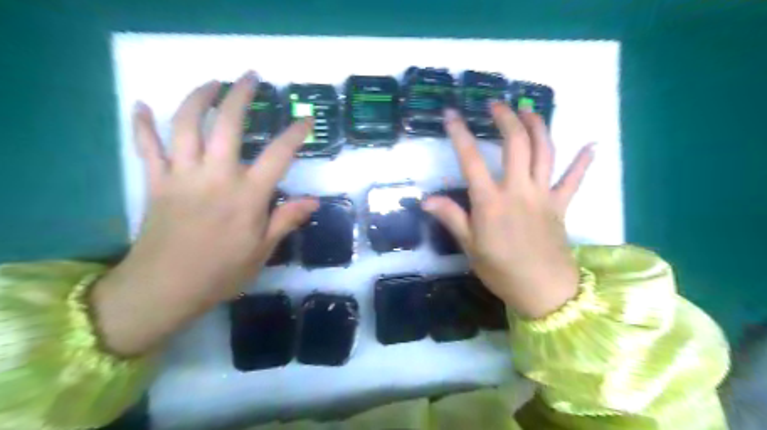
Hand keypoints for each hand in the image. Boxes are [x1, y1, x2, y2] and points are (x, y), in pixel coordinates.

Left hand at [91, 72, 317, 354]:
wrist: (165, 289)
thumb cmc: (221, 272)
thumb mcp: (263, 251)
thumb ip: (286, 220)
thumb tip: (313, 201)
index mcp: (247, 196)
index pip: (277, 155)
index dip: (294, 134)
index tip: (305, 119)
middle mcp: (216, 177)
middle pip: (227, 125)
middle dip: (241, 96)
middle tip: (250, 78)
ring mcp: (182, 176)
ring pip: (185, 126)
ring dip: (198, 98)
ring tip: (211, 83)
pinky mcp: (155, 182)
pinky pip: (146, 147)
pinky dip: (142, 125)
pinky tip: (143, 106)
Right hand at [421, 103, 595, 318]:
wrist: (543, 291)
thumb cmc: (501, 270)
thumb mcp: (469, 246)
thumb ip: (451, 217)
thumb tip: (425, 199)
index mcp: (491, 202)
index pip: (471, 160)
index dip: (460, 135)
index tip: (451, 115)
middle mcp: (518, 190)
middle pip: (516, 144)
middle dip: (506, 119)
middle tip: (496, 105)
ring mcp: (543, 195)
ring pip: (545, 152)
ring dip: (538, 127)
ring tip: (529, 110)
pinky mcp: (561, 205)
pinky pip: (574, 180)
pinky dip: (583, 163)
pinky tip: (592, 146)